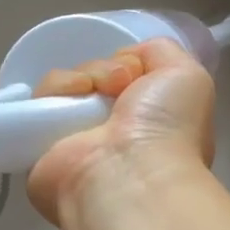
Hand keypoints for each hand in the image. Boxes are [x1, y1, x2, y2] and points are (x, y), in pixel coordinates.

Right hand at [26, 38, 214, 224]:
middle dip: (108, 69)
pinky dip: (57, 89)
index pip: (130, 79)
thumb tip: (126, 61)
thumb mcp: (188, 77)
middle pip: (98, 77)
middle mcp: (113, 133)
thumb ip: (163, 54)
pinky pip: (41, 99)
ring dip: (84, 76)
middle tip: (120, 84)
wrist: (129, 175)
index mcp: (149, 123)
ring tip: (96, 93)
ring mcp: (77, 140)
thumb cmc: (167, 130)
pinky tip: (74, 100)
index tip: (140, 73)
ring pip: (70, 84)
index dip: (133, 65)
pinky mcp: (41, 146)